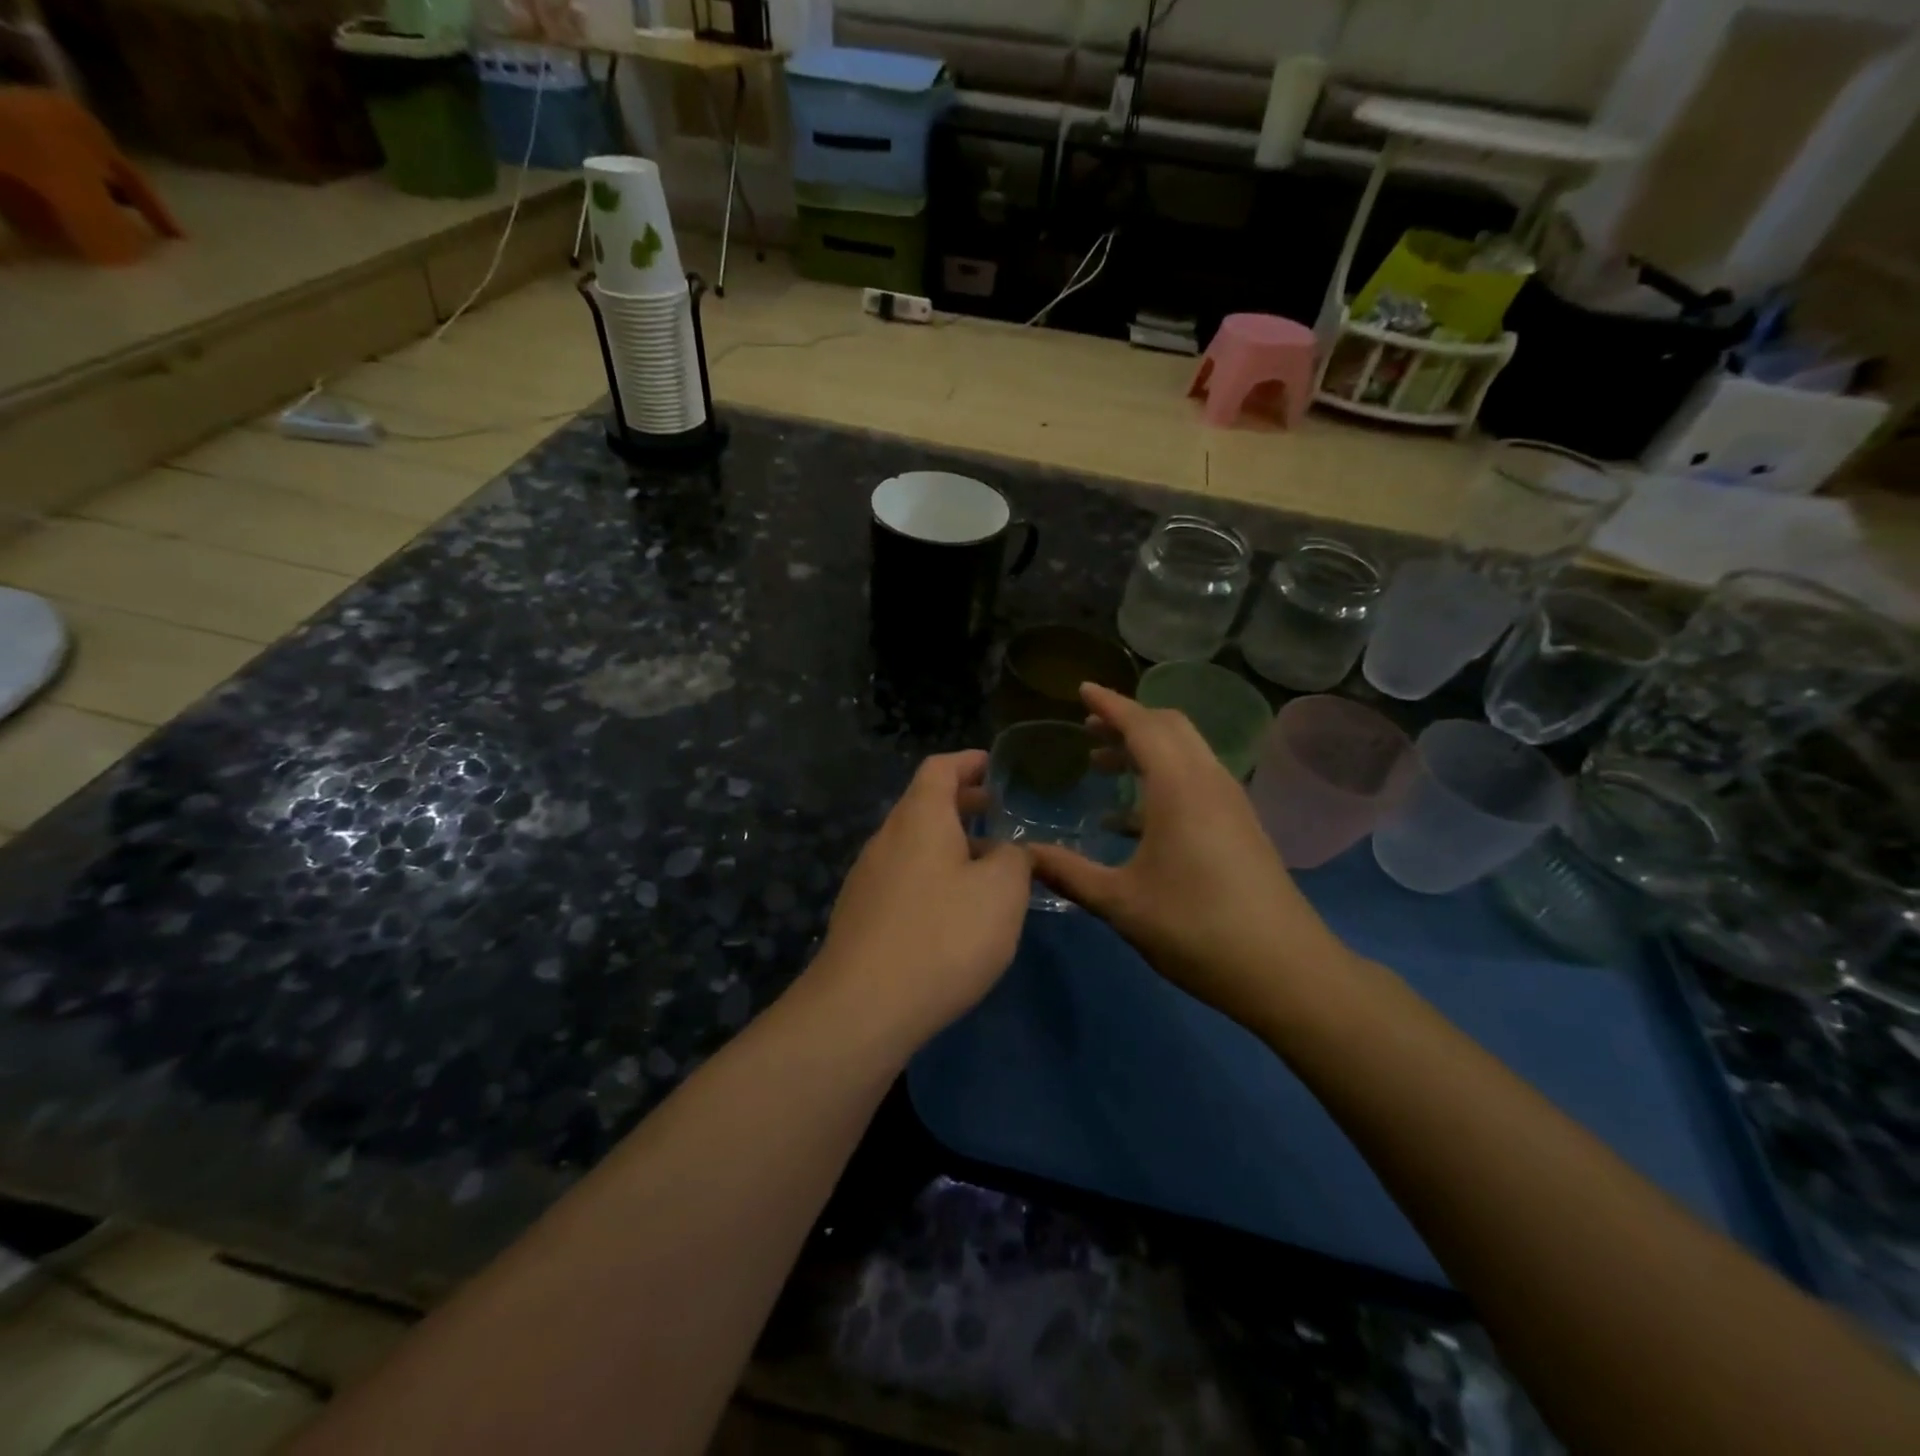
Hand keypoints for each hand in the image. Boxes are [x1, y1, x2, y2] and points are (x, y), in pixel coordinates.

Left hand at [810, 751, 1031, 1048]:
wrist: (863, 1007)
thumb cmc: (943, 935)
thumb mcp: (1001, 892)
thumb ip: (1014, 859)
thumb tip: (1007, 851)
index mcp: (919, 818)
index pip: (940, 768)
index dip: (969, 762)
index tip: (995, 766)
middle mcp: (886, 838)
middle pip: (924, 805)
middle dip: (963, 804)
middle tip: (999, 814)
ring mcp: (867, 878)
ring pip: (914, 844)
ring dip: (950, 844)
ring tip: (986, 866)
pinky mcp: (861, 914)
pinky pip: (903, 877)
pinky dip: (933, 875)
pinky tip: (953, 910)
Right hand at [1028, 684, 1351, 1027]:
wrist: (1285, 970)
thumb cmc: (1196, 928)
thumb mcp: (1121, 903)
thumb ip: (1068, 873)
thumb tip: (1021, 855)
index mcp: (1179, 787)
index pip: (1142, 724)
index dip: (1109, 704)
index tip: (1081, 689)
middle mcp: (1209, 781)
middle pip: (1170, 726)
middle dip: (1128, 719)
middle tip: (1089, 729)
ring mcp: (1232, 803)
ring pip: (1187, 751)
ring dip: (1147, 747)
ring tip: (1103, 765)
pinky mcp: (1241, 825)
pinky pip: (1197, 778)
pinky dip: (1163, 775)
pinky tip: (1133, 816)